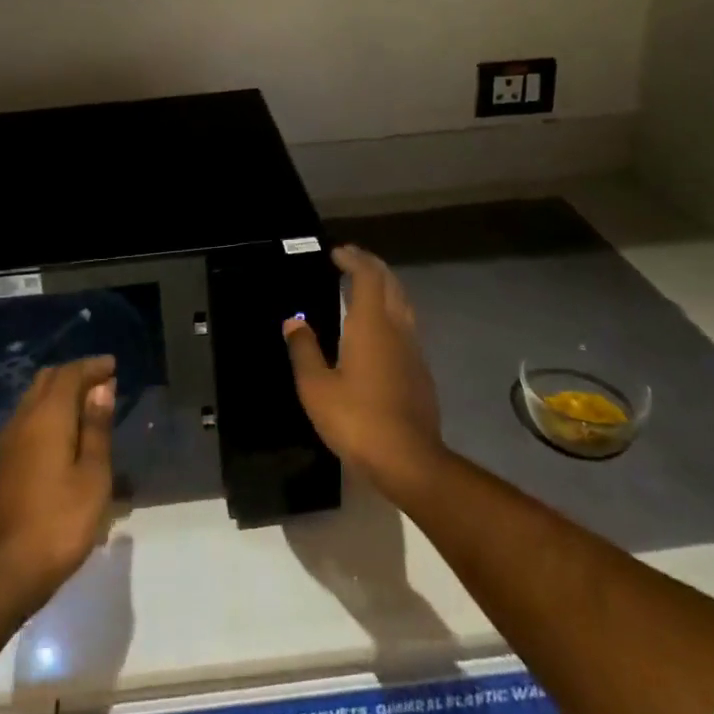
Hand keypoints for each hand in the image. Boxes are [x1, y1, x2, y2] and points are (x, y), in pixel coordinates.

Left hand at [0, 356, 116, 613]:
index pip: (69, 374)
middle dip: (74, 375)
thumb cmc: (59, 523)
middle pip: (46, 381)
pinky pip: (26, 422)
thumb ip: (96, 429)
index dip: (92, 366)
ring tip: (86, 408)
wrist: (2, 573)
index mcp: (47, 417)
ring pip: (32, 400)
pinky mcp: (0, 466)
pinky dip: (47, 415)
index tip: (113, 366)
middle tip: (101, 384)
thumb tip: (101, 388)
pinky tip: (62, 437)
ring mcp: (6, 444)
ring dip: (59, 395)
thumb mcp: (93, 477)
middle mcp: (22, 421)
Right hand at [283, 246, 442, 494]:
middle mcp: (396, 328)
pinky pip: (406, 324)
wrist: (409, 460)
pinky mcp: (420, 370)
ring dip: (385, 286)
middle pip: (390, 283)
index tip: (337, 252)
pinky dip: (391, 309)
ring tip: (364, 285)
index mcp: (371, 324)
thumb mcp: (316, 387)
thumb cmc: (357, 419)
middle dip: (371, 265)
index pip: (367, 276)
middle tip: (350, 259)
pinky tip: (378, 326)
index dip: (353, 259)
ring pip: (402, 303)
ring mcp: (413, 349)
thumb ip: (304, 350)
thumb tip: (293, 322)